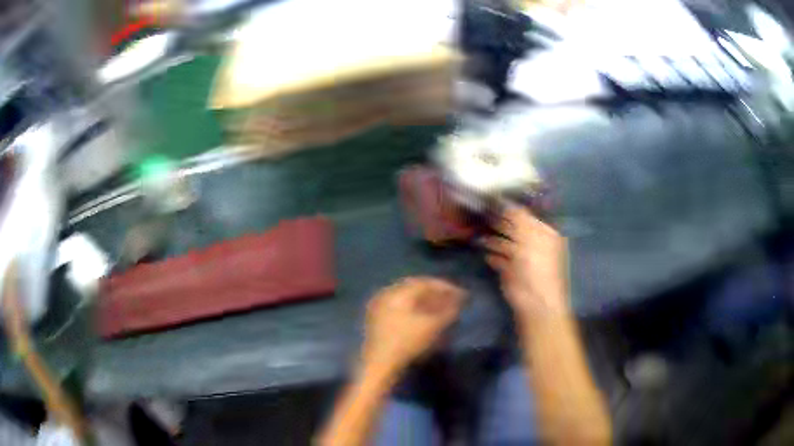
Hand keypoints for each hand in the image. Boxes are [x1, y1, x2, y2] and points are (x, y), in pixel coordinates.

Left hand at [362, 277, 464, 375]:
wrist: (379, 366)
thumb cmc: (407, 343)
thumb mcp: (433, 326)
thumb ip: (449, 310)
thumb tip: (459, 300)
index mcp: (396, 291)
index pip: (424, 282)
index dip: (445, 287)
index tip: (462, 295)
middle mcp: (385, 294)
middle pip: (415, 289)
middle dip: (435, 294)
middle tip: (453, 302)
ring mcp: (378, 308)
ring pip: (407, 300)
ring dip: (426, 303)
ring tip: (442, 311)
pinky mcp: (376, 322)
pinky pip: (400, 309)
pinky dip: (415, 311)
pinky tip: (425, 320)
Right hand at [484, 205, 568, 318]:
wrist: (534, 299)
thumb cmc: (535, 264)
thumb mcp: (528, 235)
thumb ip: (517, 216)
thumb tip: (505, 200)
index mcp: (544, 232)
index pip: (526, 215)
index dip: (511, 208)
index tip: (492, 201)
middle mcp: (535, 243)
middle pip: (515, 229)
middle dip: (500, 223)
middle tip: (481, 215)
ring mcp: (523, 259)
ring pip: (506, 244)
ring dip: (493, 240)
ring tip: (478, 233)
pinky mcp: (511, 272)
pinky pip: (500, 260)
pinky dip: (493, 256)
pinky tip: (485, 253)